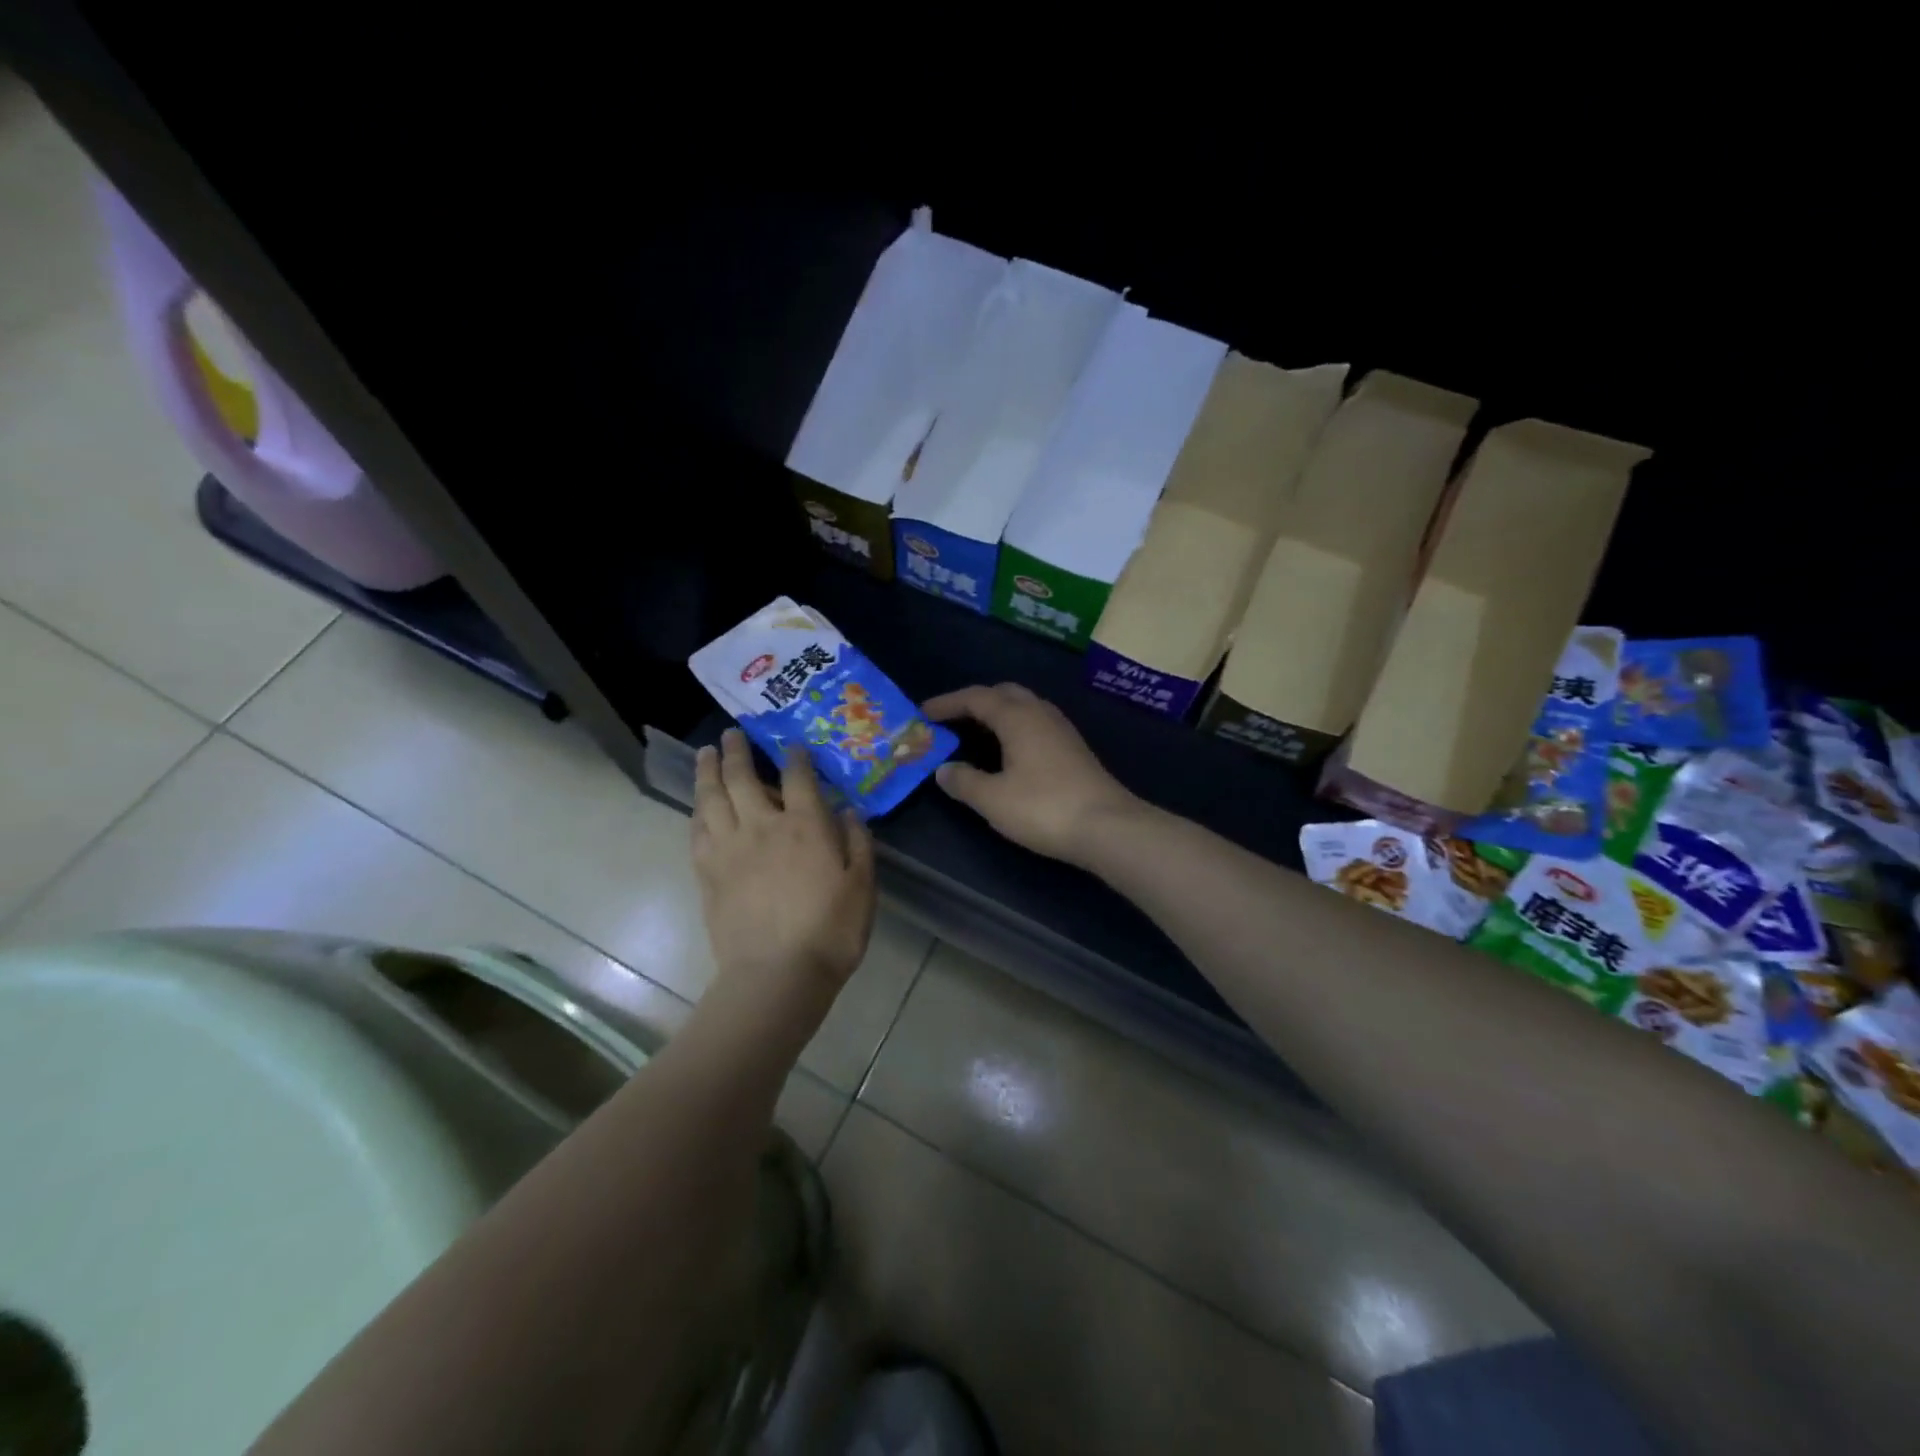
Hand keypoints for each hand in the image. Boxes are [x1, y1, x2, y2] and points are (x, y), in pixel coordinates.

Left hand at [691, 730, 876, 1009]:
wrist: (777, 975)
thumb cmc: (831, 931)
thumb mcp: (863, 886)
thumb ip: (858, 844)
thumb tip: (850, 812)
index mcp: (805, 826)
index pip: (797, 777)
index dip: (794, 756)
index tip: (791, 743)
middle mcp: (763, 826)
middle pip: (743, 778)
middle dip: (738, 751)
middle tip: (731, 734)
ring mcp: (730, 848)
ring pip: (712, 798)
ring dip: (708, 772)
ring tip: (705, 754)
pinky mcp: (708, 872)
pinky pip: (697, 831)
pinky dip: (697, 812)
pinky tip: (698, 806)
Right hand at [923, 684, 1142, 866]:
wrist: (1107, 827)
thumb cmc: (1043, 808)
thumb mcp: (993, 799)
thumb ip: (963, 781)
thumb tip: (944, 769)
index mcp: (1017, 717)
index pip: (975, 697)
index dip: (947, 703)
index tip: (923, 713)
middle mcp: (1040, 713)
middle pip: (1003, 693)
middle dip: (975, 702)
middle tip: (951, 720)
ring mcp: (1061, 729)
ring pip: (1023, 707)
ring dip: (997, 713)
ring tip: (975, 734)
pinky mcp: (1073, 748)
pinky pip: (1035, 724)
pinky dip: (1014, 728)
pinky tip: (1009, 752)